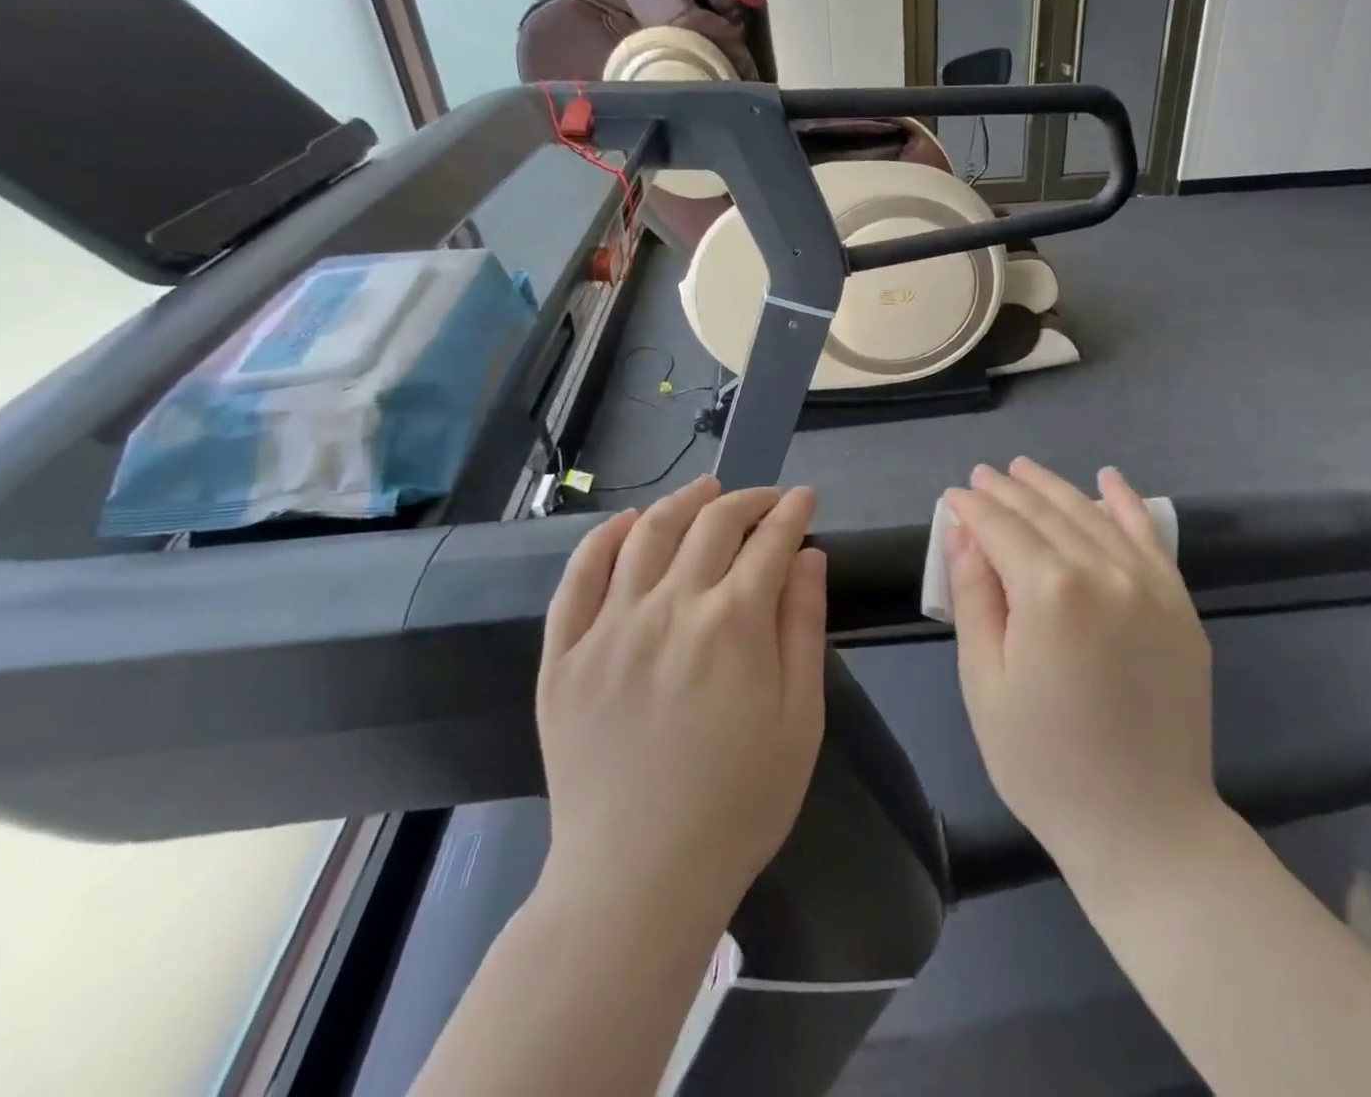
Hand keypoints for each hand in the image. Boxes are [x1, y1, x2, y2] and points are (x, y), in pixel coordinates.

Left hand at [534, 476, 826, 922]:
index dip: (793, 512)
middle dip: (747, 499)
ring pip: (646, 534)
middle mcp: (670, 608)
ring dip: (682, 501)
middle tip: (765, 499)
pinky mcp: (563, 656)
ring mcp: (609, 628)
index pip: (770, 541)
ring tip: (704, 490)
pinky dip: (602, 539)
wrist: (637, 881)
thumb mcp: (800, 718)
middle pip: (711, 524)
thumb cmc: (739, 803)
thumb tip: (807, 556)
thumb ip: (803, 626)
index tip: (805, 499)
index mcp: (734, 624)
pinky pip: (578, 577)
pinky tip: (625, 524)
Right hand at [944, 458, 1217, 883]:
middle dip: (1009, 491)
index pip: (1002, 529)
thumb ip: (975, 598)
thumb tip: (964, 534)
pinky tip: (1108, 479)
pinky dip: (1126, 504)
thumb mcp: (986, 684)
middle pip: (1046, 514)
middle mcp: (1104, 571)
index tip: (953, 494)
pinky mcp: (1179, 604)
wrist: (1145, 825)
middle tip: (983, 476)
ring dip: (1055, 488)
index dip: (973, 508)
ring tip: (1025, 469)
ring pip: (1093, 515)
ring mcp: (1149, 585)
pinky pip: (1149, 538)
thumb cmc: (1044, 763)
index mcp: (1050, 592)